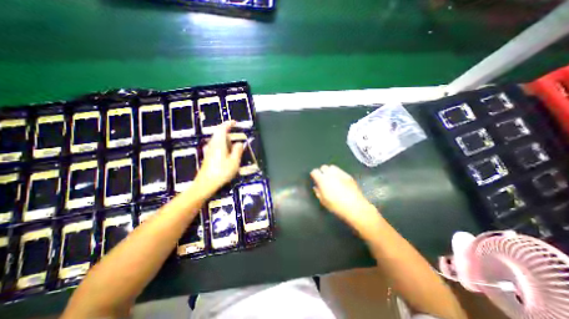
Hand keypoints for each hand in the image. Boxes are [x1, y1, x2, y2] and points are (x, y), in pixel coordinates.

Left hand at [195, 121, 242, 195]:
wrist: (206, 184)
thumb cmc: (222, 171)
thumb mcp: (234, 161)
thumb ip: (238, 150)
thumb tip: (240, 143)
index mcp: (218, 143)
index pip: (222, 128)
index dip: (228, 124)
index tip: (235, 122)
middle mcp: (212, 144)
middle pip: (219, 133)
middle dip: (229, 133)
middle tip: (238, 137)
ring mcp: (209, 150)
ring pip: (218, 140)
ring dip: (227, 140)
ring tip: (235, 147)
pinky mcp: (209, 156)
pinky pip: (217, 146)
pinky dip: (224, 146)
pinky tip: (228, 154)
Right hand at [311, 166, 376, 226]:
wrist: (355, 207)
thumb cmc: (336, 206)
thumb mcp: (323, 201)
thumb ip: (318, 192)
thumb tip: (316, 187)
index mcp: (322, 180)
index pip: (315, 171)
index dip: (314, 175)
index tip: (314, 179)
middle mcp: (331, 174)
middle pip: (324, 167)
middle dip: (322, 171)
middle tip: (323, 178)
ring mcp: (340, 173)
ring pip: (332, 167)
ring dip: (330, 171)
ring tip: (331, 177)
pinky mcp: (348, 175)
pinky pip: (340, 171)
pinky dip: (338, 173)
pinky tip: (340, 180)